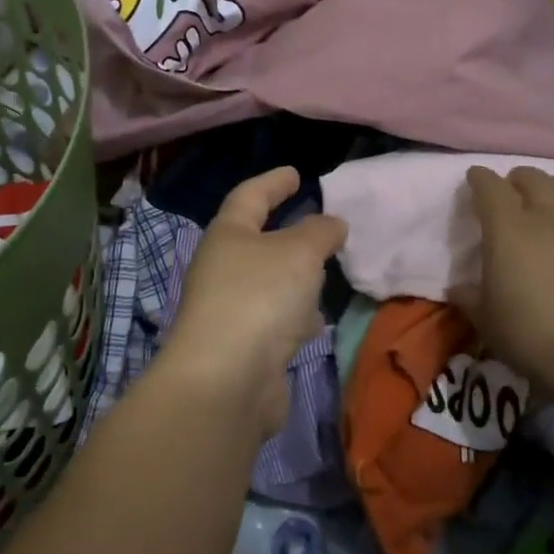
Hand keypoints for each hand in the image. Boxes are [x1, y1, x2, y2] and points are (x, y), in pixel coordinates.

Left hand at [163, 168, 347, 438]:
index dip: (273, 182)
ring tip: (325, 275)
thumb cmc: (259, 297)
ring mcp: (230, 311)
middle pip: (257, 242)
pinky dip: (294, 318)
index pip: (250, 196)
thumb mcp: (299, 252)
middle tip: (321, 227)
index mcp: (228, 235)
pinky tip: (314, 325)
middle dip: (288, 234)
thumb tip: (331, 224)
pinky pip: (274, 321)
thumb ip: (320, 232)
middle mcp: (223, 269)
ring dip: (294, 280)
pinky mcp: (243, 348)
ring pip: (269, 284)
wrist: (226, 381)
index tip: (295, 173)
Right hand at [456, 166, 553, 392]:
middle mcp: (550, 219)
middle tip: (511, 192)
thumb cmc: (529, 333)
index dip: (480, 179)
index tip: (474, 178)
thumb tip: (459, 288)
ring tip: (550, 204)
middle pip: (535, 180)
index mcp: (508, 228)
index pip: (490, 188)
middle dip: (519, 180)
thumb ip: (469, 297)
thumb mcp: (484, 319)